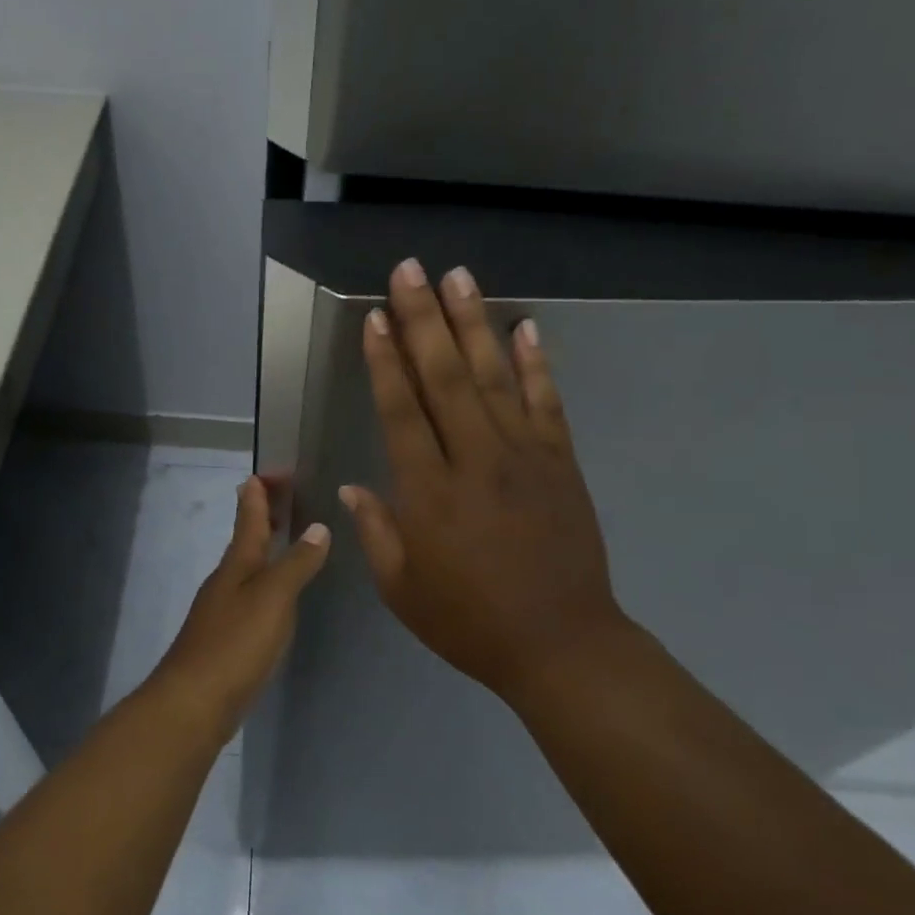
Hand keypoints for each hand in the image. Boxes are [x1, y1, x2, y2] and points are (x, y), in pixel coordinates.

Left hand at [154, 475, 330, 715]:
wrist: (193, 702)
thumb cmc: (235, 643)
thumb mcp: (273, 598)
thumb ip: (297, 563)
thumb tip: (318, 527)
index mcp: (237, 564)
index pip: (249, 517)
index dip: (259, 493)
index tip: (267, 471)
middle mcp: (226, 580)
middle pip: (246, 538)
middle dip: (262, 514)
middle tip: (281, 494)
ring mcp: (222, 609)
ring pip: (246, 566)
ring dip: (264, 547)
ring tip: (285, 537)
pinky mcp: (226, 637)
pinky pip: (248, 594)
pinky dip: (264, 580)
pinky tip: (275, 594)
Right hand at [340, 259, 631, 700]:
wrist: (561, 644)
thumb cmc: (469, 622)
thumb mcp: (402, 589)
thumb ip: (376, 533)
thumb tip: (353, 488)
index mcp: (429, 493)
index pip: (401, 411)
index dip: (385, 361)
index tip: (374, 317)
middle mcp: (475, 460)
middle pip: (444, 377)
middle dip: (422, 319)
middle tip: (409, 270)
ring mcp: (524, 456)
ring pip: (493, 377)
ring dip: (473, 324)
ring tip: (458, 277)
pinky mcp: (561, 463)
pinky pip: (546, 402)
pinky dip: (536, 363)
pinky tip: (525, 328)